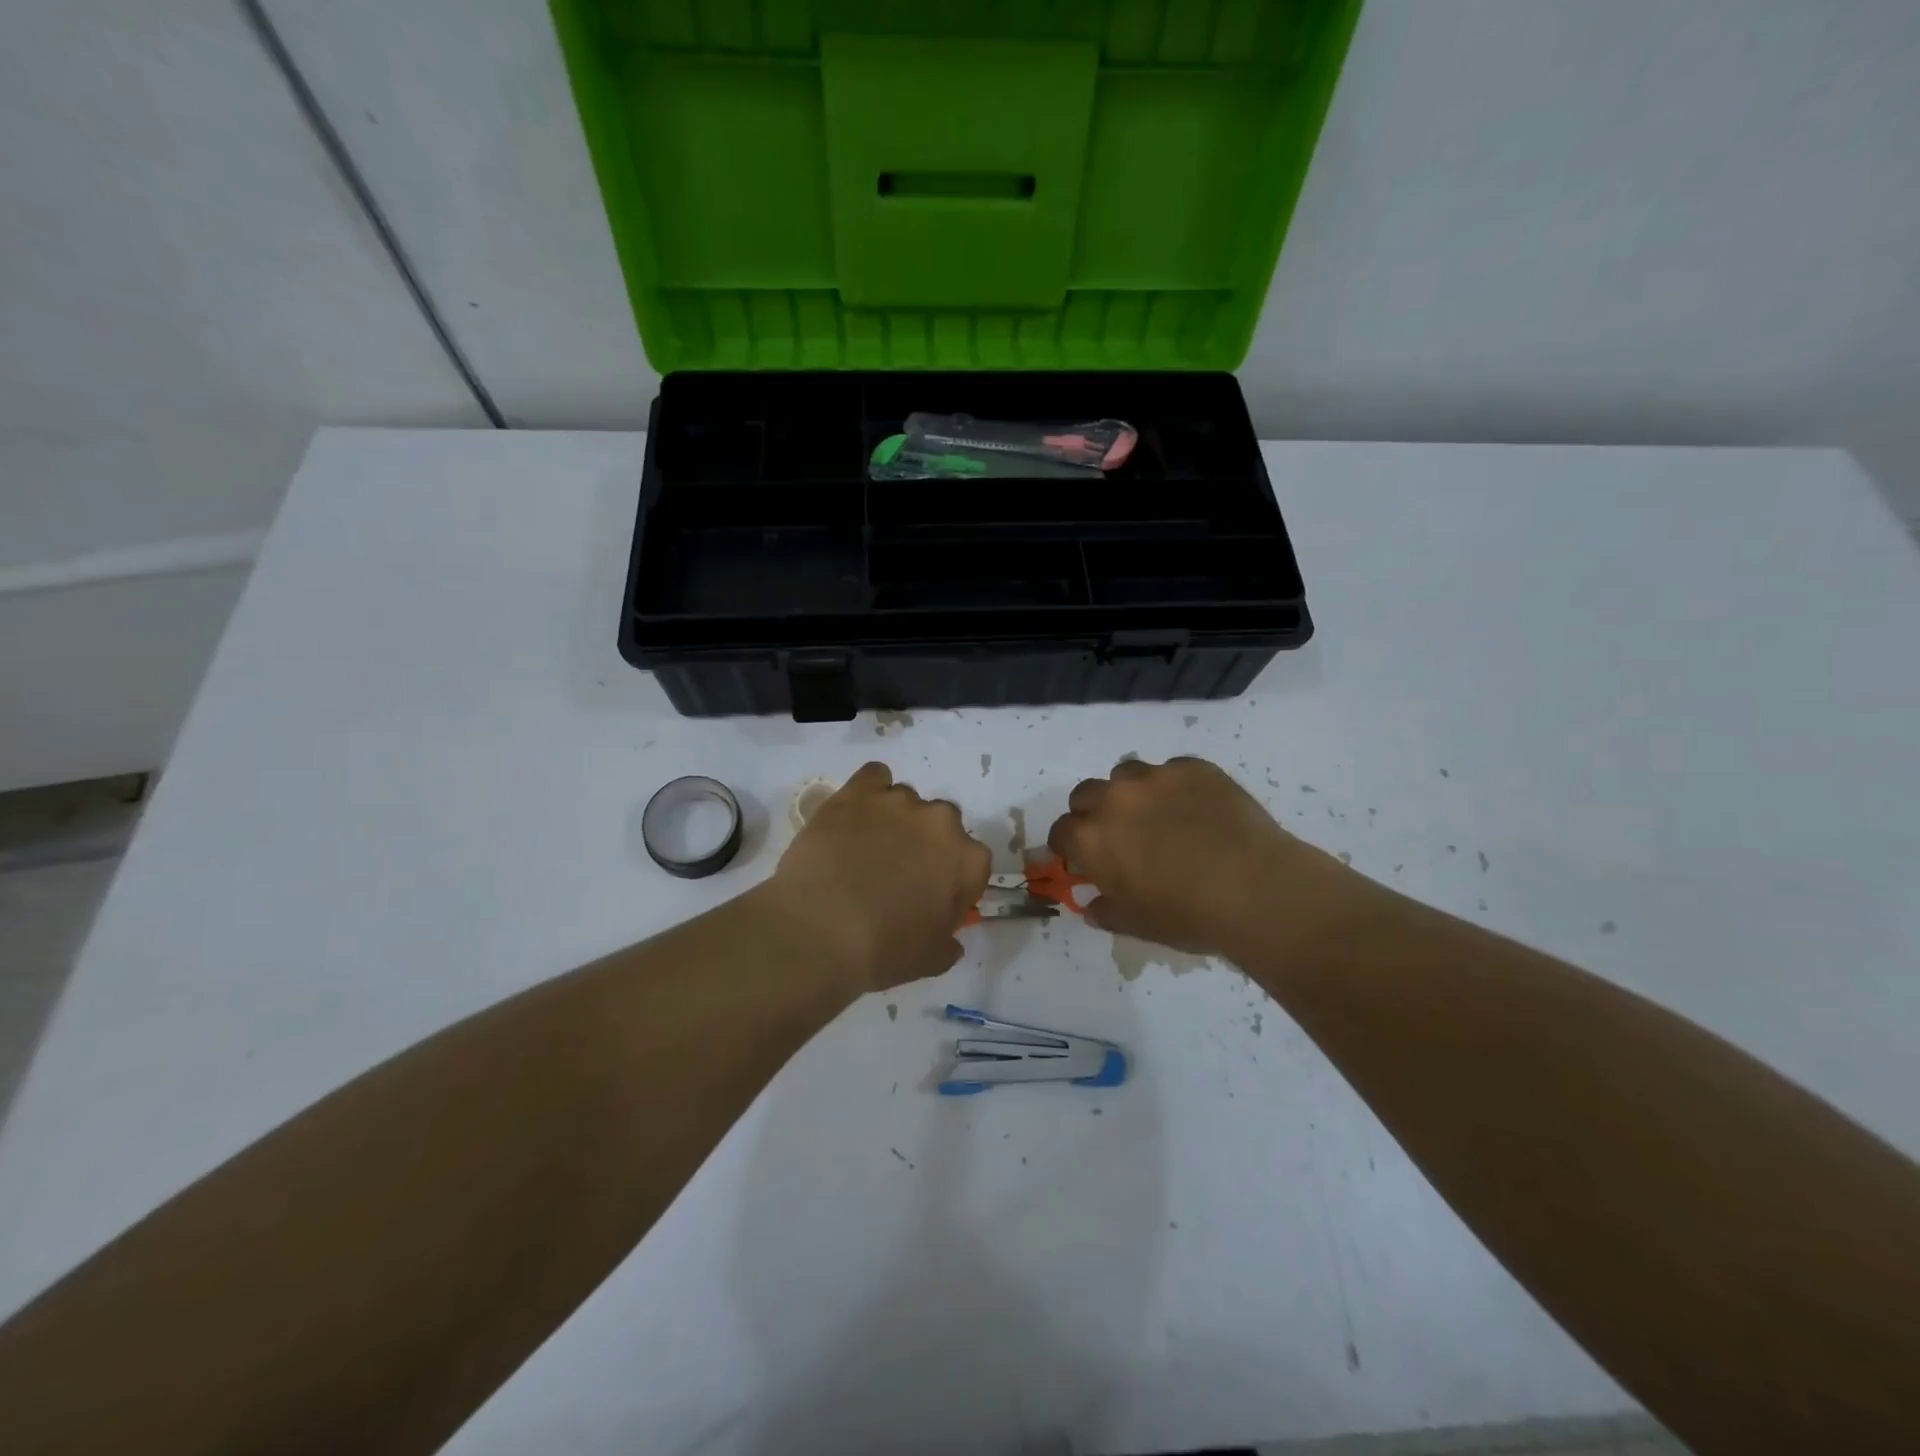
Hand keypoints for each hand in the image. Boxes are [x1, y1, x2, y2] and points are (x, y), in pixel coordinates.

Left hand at [763, 762, 991, 992]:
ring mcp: (898, 801)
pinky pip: (874, 776)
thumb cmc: (882, 950)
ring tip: (865, 848)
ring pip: (906, 801)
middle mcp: (941, 821)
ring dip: (895, 820)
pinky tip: (854, 815)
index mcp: (968, 860)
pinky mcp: (857, 792)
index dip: (952, 883)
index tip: (931, 901)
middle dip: (926, 845)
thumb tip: (949, 937)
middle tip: (897, 874)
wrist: (818, 931)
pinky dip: (869, 792)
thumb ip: (949, 941)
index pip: (972, 863)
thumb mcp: (931, 959)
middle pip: (942, 825)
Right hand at [1047, 757, 1369, 957]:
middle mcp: (1114, 799)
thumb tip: (1093, 907)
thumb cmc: (1188, 916)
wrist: (1255, 889)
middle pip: (1085, 794)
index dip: (1069, 847)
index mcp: (1091, 838)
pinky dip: (1175, 787)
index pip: (1061, 832)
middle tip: (1119, 835)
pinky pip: (1172, 770)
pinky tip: (1199, 810)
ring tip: (1159, 815)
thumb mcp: (1138, 925)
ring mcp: (1154, 777)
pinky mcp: (1193, 767)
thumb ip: (1107, 911)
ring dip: (1131, 792)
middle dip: (1094, 812)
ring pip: (1126, 774)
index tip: (1083, 859)